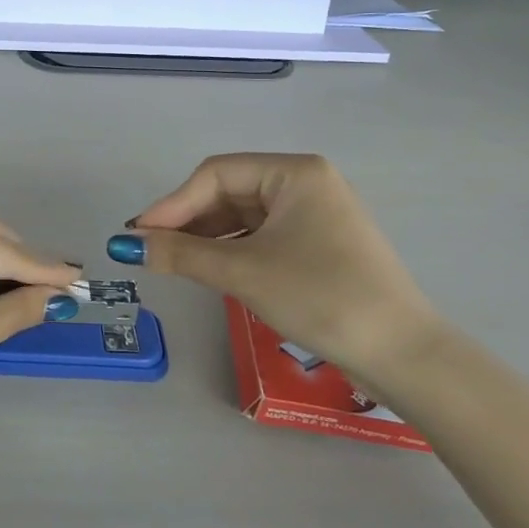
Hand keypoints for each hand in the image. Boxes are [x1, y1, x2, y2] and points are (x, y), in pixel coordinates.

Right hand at [111, 154, 446, 387]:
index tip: (137, 234)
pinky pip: (261, 236)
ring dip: (207, 238)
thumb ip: (180, 254)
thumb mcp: (243, 272)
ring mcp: (315, 214)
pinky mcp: (318, 245)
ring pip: (243, 216)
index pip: (215, 174)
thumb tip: (125, 244)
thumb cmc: (321, 296)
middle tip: (150, 250)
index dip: (172, 204)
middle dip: (188, 221)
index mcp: (294, 172)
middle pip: (228, 192)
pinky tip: (209, 269)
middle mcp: (305, 183)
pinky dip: (232, 251)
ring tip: (173, 263)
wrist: (403, 355)